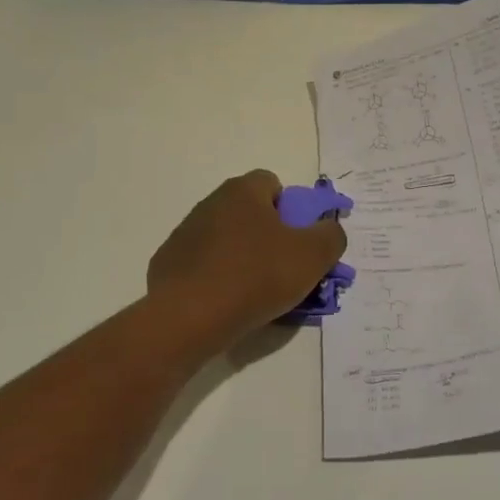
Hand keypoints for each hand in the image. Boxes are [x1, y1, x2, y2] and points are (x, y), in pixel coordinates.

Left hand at [148, 171, 347, 346]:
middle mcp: (211, 202)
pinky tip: (226, 304)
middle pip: (249, 213)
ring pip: (226, 240)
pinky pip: (204, 265)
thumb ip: (330, 236)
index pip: (272, 183)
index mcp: (243, 191)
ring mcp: (185, 233)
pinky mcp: (169, 263)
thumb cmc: (256, 276)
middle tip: (284, 269)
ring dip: (242, 258)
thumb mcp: (312, 256)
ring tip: (256, 293)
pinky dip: (217, 279)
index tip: (299, 240)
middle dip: (268, 236)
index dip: (291, 209)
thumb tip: (328, 230)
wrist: (189, 316)